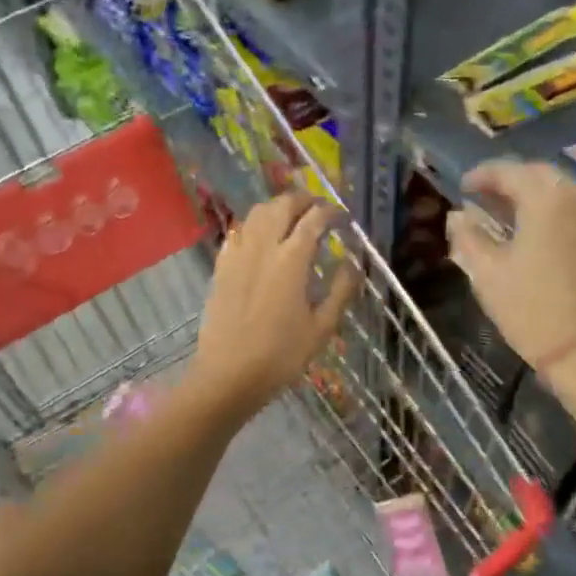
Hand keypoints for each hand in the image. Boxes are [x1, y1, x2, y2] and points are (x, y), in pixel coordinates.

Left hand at [190, 194, 355, 418]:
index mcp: (291, 260)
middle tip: (318, 208)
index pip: (314, 220)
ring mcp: (237, 254)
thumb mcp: (322, 328)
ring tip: (291, 216)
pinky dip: (254, 225)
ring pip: (257, 213)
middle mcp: (263, 247)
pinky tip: (261, 237)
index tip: (342, 217)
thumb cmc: (281, 355)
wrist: (228, 375)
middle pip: (282, 206)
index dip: (331, 212)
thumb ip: (341, 290)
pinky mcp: (221, 267)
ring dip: (277, 207)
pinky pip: (238, 231)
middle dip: (303, 200)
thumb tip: (354, 263)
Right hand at [447, 160, 575, 423]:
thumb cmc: (530, 309)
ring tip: (505, 212)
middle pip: (539, 174)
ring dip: (531, 193)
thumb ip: (468, 237)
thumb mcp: (487, 273)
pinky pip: (574, 207)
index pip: (509, 171)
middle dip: (509, 180)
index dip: (482, 175)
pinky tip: (533, 228)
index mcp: (546, 199)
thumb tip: (458, 216)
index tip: (462, 187)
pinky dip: (551, 208)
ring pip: (560, 189)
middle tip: (482, 196)